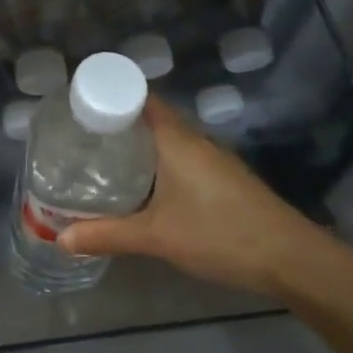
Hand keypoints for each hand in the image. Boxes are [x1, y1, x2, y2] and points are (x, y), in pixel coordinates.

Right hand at [59, 97, 342, 299]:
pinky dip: (158, 162)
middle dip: (117, 123)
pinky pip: (181, 156)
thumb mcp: (156, 237)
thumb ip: (107, 235)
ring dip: (139, 144)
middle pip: (150, 117)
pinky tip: (143, 186)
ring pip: (168, 139)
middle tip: (81, 137)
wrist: (291, 258)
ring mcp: (213, 159)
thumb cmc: (219, 234)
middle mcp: (195, 140)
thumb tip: (60, 239)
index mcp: (176, 139)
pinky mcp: (224, 178)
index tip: (79, 104)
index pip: (139, 97)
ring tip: (103, 159)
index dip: (109, 94)